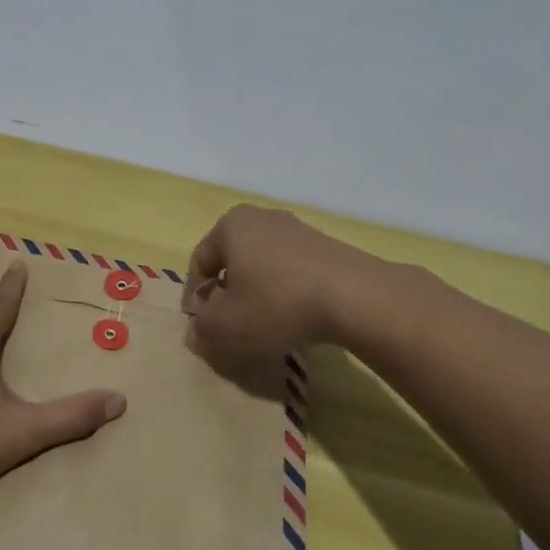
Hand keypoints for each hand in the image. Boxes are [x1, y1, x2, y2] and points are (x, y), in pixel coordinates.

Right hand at [180, 205, 373, 359]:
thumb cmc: (277, 304)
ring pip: (262, 266)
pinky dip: (284, 292)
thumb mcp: (227, 327)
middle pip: (231, 261)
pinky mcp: (324, 245)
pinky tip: (294, 317)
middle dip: (227, 295)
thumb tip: (195, 332)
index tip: (203, 328)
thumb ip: (202, 330)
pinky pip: (290, 270)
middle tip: (231, 327)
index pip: (200, 262)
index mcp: (230, 225)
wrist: (355, 296)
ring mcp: (296, 229)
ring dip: (256, 294)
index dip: (195, 298)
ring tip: (264, 326)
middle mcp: (261, 217)